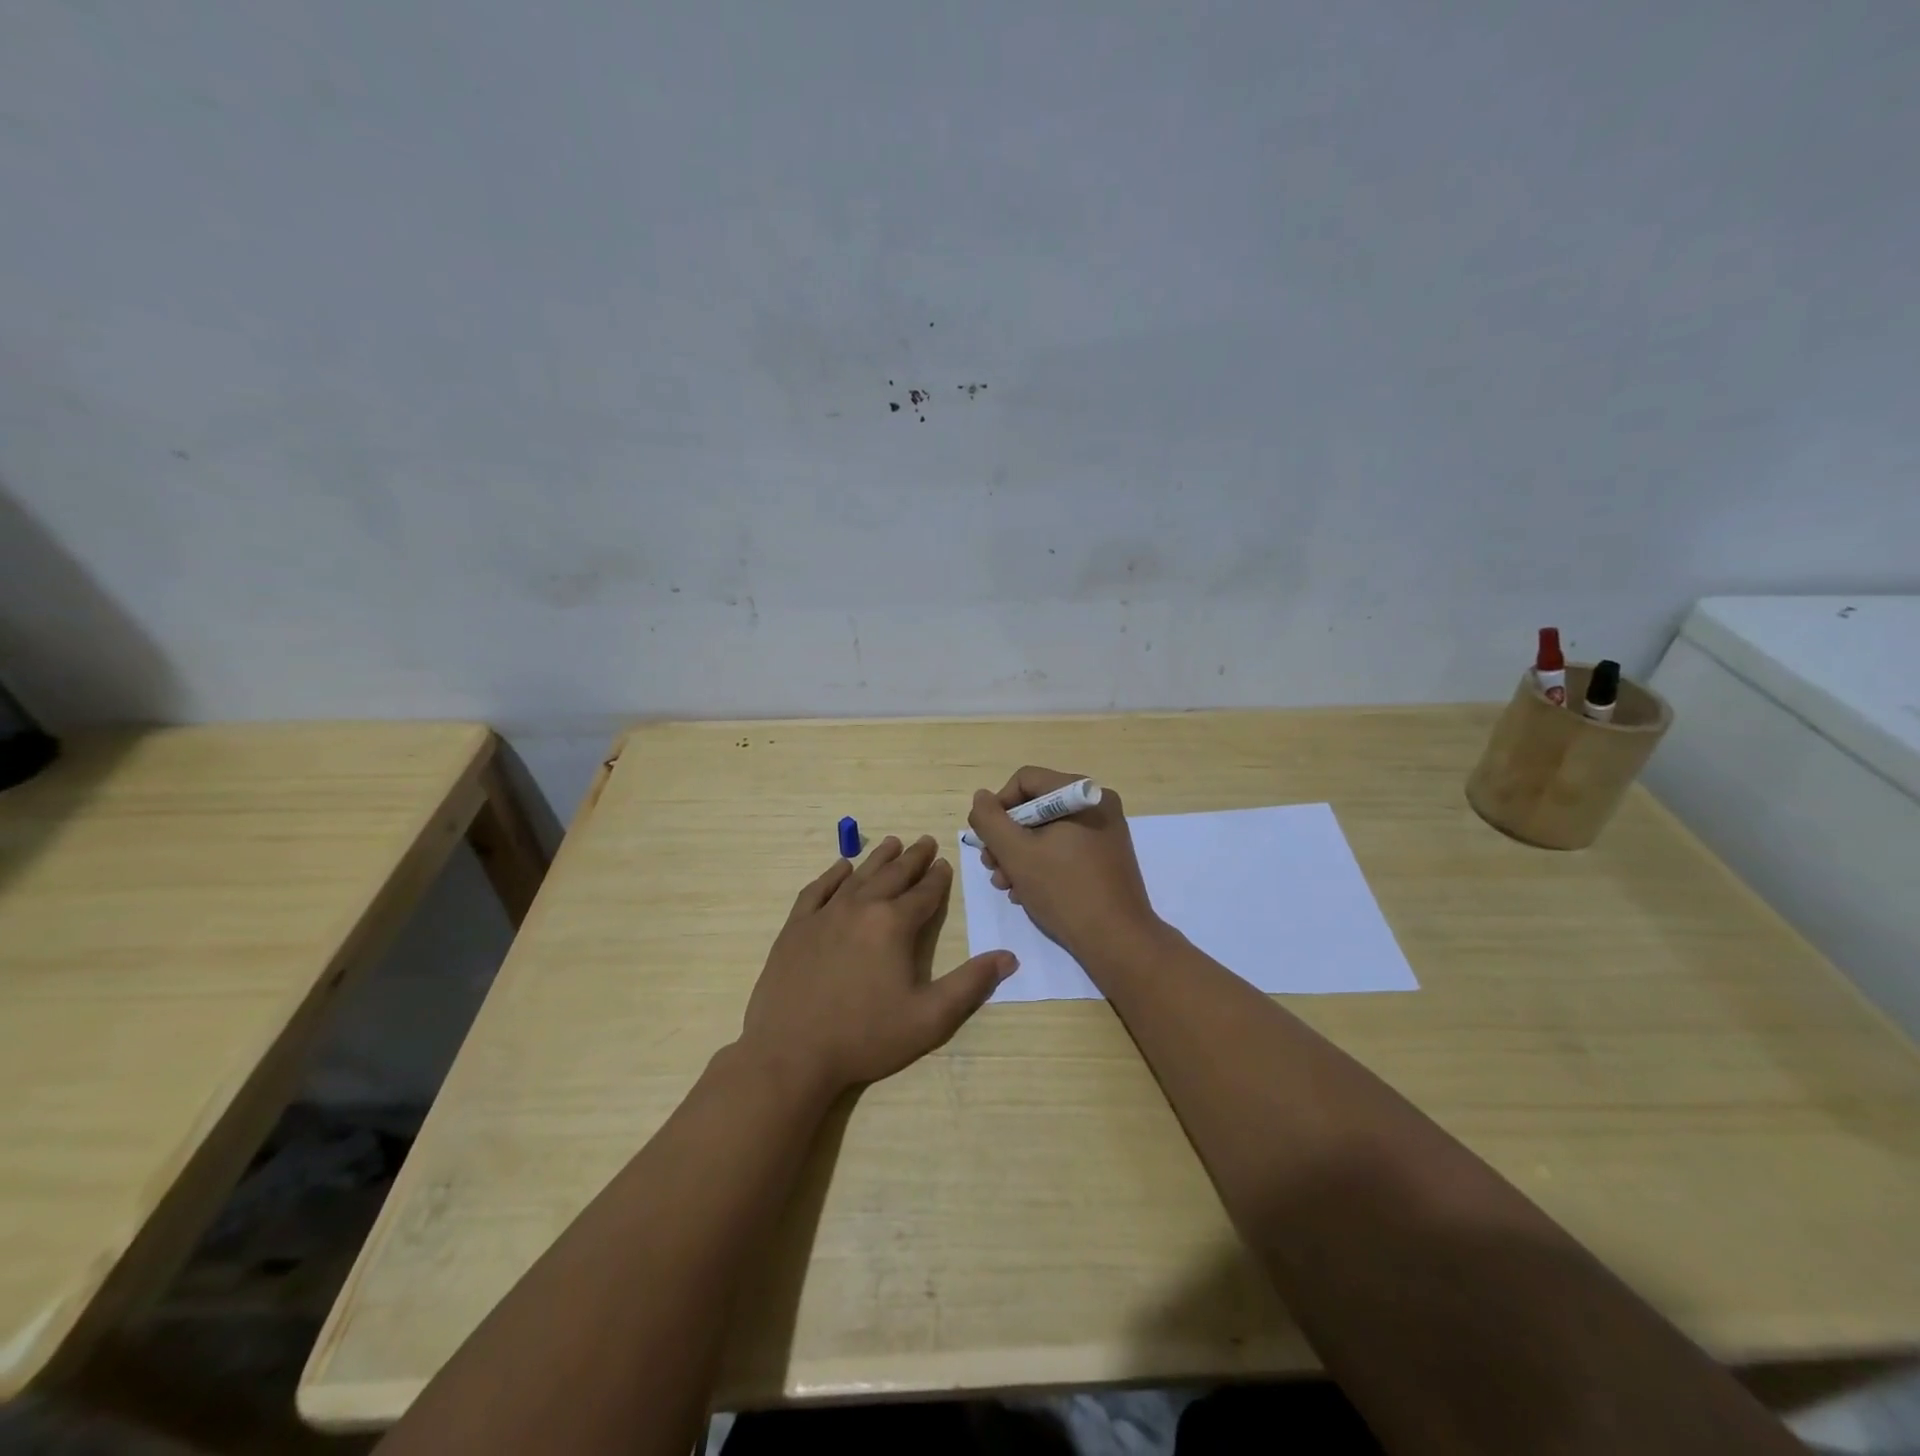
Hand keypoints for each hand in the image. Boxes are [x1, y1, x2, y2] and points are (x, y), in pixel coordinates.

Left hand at [738, 835, 1017, 1096]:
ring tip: (892, 843)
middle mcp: (860, 908)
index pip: (924, 893)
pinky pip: (817, 890)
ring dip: (878, 858)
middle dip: (913, 858)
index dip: (937, 878)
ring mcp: (824, 915)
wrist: (791, 1054)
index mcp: (894, 925)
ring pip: (858, 876)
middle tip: (925, 841)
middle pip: (892, 875)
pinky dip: (832, 876)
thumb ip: (971, 984)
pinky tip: (841, 868)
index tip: (944, 862)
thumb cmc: (865, 1037)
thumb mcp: (930, 1018)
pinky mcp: (796, 928)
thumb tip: (1009, 957)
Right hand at [967, 766, 1161, 963]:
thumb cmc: (1064, 890)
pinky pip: (1064, 848)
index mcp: (1081, 794)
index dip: (997, 807)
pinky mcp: (1105, 858)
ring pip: (1046, 831)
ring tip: (1006, 885)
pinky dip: (1041, 865)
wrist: (1117, 941)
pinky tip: (1026, 892)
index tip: (986, 841)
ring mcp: (1104, 832)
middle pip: (1035, 807)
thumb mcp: (1016, 853)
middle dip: (1006, 838)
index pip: (1024, 781)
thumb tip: (981, 798)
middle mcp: (1097, 805)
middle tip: (992, 868)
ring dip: (1019, 856)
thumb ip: (990, 820)